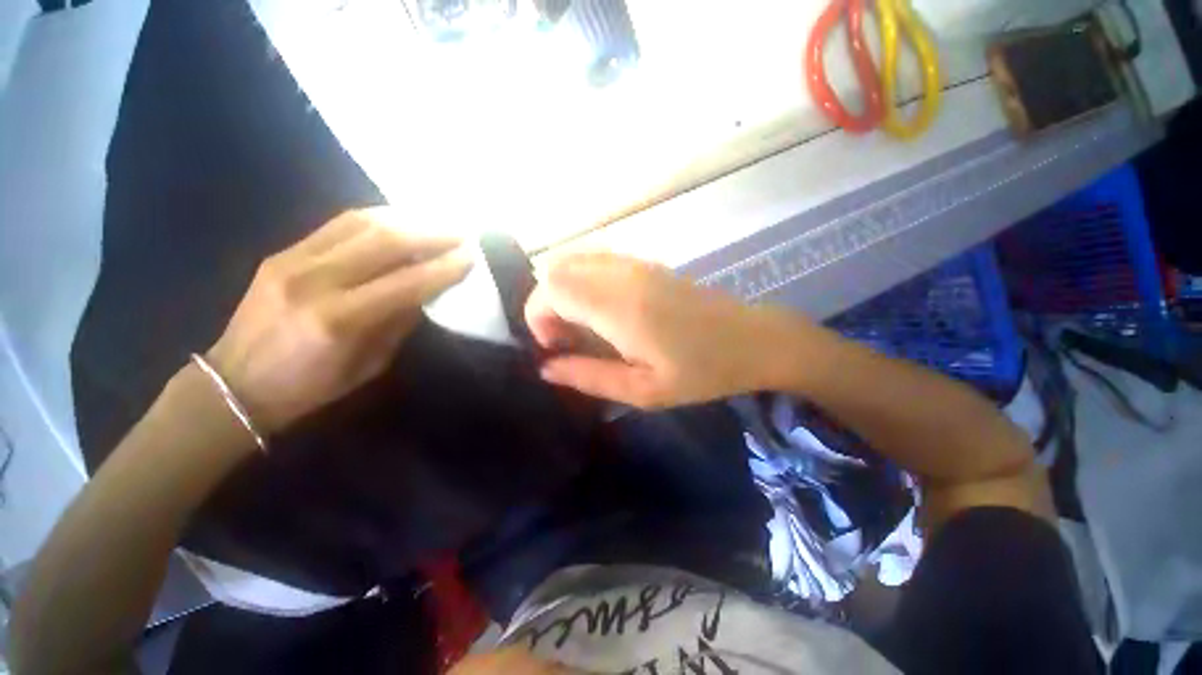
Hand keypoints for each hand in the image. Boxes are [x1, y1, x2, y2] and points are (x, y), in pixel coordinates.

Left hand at [206, 209, 470, 432]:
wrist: (236, 383)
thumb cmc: (312, 386)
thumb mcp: (371, 364)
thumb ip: (400, 322)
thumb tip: (427, 289)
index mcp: (340, 320)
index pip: (407, 282)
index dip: (444, 267)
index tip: (471, 257)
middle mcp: (316, 281)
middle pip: (385, 241)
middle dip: (431, 234)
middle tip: (460, 233)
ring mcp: (293, 260)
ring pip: (361, 223)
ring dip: (407, 220)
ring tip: (436, 222)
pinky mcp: (282, 252)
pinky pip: (338, 224)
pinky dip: (376, 219)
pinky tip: (399, 220)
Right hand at [525, 252, 800, 407]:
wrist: (753, 340)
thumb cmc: (702, 372)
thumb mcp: (643, 391)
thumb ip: (589, 377)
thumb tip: (547, 367)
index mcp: (619, 306)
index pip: (551, 289)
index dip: (538, 316)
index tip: (553, 347)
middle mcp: (622, 274)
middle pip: (556, 269)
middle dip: (545, 303)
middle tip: (564, 339)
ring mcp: (635, 263)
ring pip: (574, 260)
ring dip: (563, 291)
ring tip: (580, 326)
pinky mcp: (646, 263)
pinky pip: (596, 260)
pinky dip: (582, 281)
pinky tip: (600, 311)